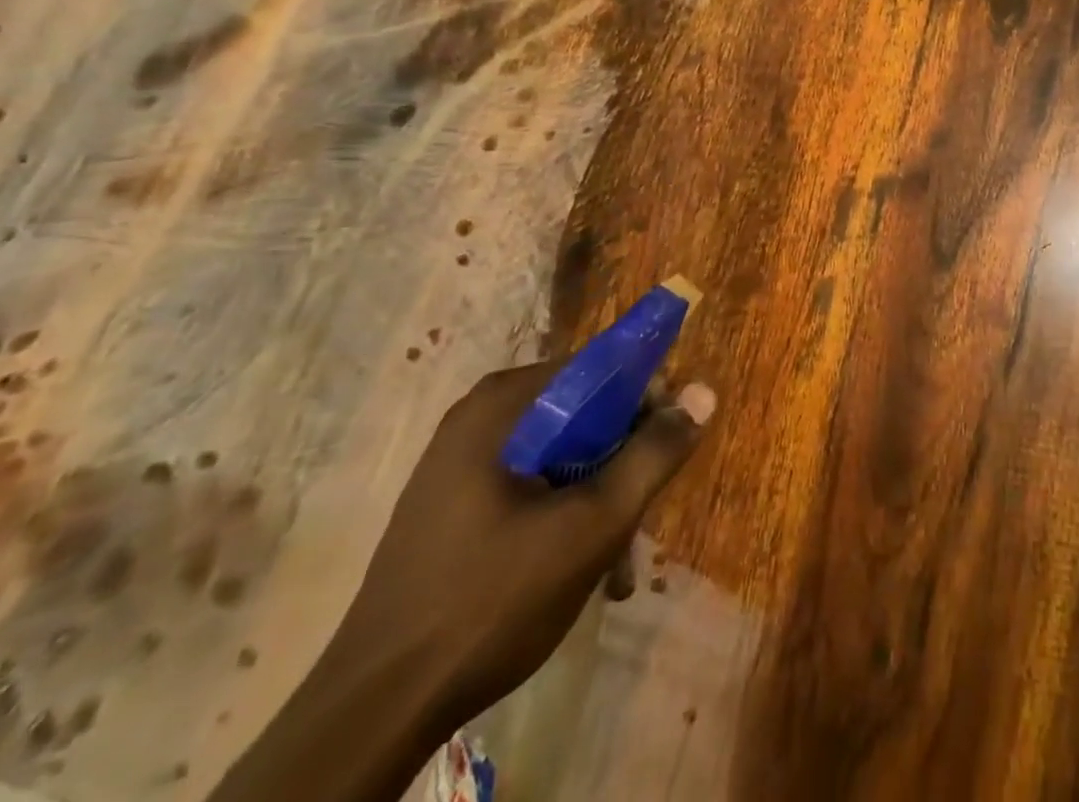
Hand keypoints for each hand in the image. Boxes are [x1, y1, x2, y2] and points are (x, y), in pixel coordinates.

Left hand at [333, 361, 715, 728]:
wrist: (374, 711)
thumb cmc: (491, 600)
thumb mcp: (593, 525)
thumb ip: (654, 454)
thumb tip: (704, 391)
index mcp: (503, 404)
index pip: (599, 366)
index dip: (645, 398)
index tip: (668, 444)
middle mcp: (480, 418)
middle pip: (583, 413)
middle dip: (622, 463)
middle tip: (642, 516)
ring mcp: (460, 463)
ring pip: (561, 455)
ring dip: (598, 498)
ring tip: (619, 564)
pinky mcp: (453, 505)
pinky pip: (531, 486)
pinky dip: (563, 516)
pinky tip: (581, 572)